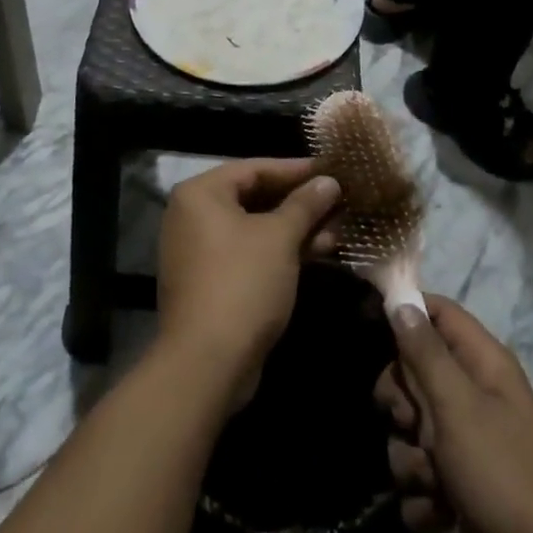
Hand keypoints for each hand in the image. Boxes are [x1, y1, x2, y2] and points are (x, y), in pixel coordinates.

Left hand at [158, 159, 339, 407]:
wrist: (207, 364)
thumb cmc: (243, 283)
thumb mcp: (280, 238)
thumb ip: (305, 204)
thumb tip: (329, 180)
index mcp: (201, 194)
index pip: (254, 168)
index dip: (295, 169)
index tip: (331, 169)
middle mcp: (193, 215)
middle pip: (254, 197)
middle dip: (298, 201)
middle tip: (338, 199)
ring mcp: (200, 250)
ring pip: (255, 228)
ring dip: (295, 228)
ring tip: (338, 227)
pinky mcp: (211, 281)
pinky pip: (249, 252)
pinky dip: (280, 250)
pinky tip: (318, 252)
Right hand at [375, 297, 532, 532]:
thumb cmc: (503, 473)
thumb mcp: (457, 405)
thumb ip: (425, 352)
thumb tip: (401, 300)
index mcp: (482, 362)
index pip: (436, 312)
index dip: (404, 313)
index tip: (369, 328)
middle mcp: (475, 395)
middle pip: (414, 374)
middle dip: (401, 404)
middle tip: (410, 424)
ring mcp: (469, 443)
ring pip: (412, 431)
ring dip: (412, 460)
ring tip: (434, 483)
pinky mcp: (463, 487)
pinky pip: (422, 478)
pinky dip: (424, 498)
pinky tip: (440, 514)